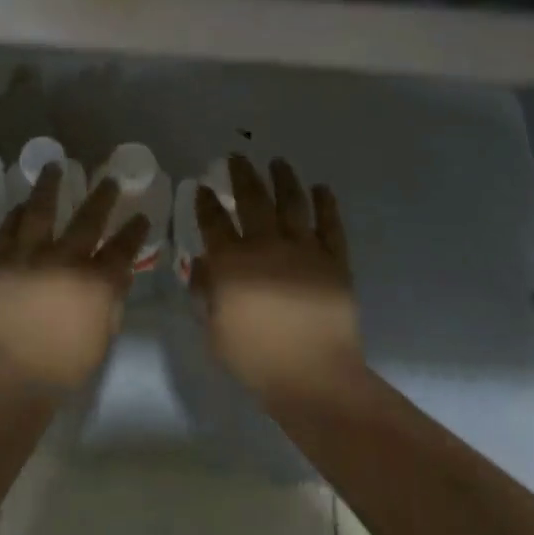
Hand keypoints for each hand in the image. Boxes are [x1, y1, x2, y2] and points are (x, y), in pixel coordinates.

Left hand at [0, 164, 148, 390]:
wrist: (8, 376)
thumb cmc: (62, 366)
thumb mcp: (102, 337)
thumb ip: (112, 300)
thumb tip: (118, 272)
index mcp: (95, 282)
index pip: (123, 248)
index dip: (135, 230)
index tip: (141, 216)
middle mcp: (65, 259)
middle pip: (88, 218)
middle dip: (103, 196)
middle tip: (109, 180)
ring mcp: (30, 255)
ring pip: (42, 208)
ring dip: (51, 184)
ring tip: (55, 165)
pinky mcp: (1, 259)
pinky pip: (10, 226)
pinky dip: (18, 212)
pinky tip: (24, 203)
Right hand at [193, 155, 363, 401]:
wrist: (314, 377)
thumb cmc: (256, 359)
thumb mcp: (214, 330)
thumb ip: (204, 293)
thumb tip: (200, 264)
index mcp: (232, 262)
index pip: (213, 220)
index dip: (205, 201)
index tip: (202, 187)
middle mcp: (266, 244)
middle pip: (252, 198)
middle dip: (242, 173)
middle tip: (237, 157)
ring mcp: (303, 249)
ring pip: (292, 201)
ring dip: (283, 178)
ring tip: (278, 161)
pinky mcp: (333, 259)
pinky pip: (330, 224)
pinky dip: (326, 203)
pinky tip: (321, 188)